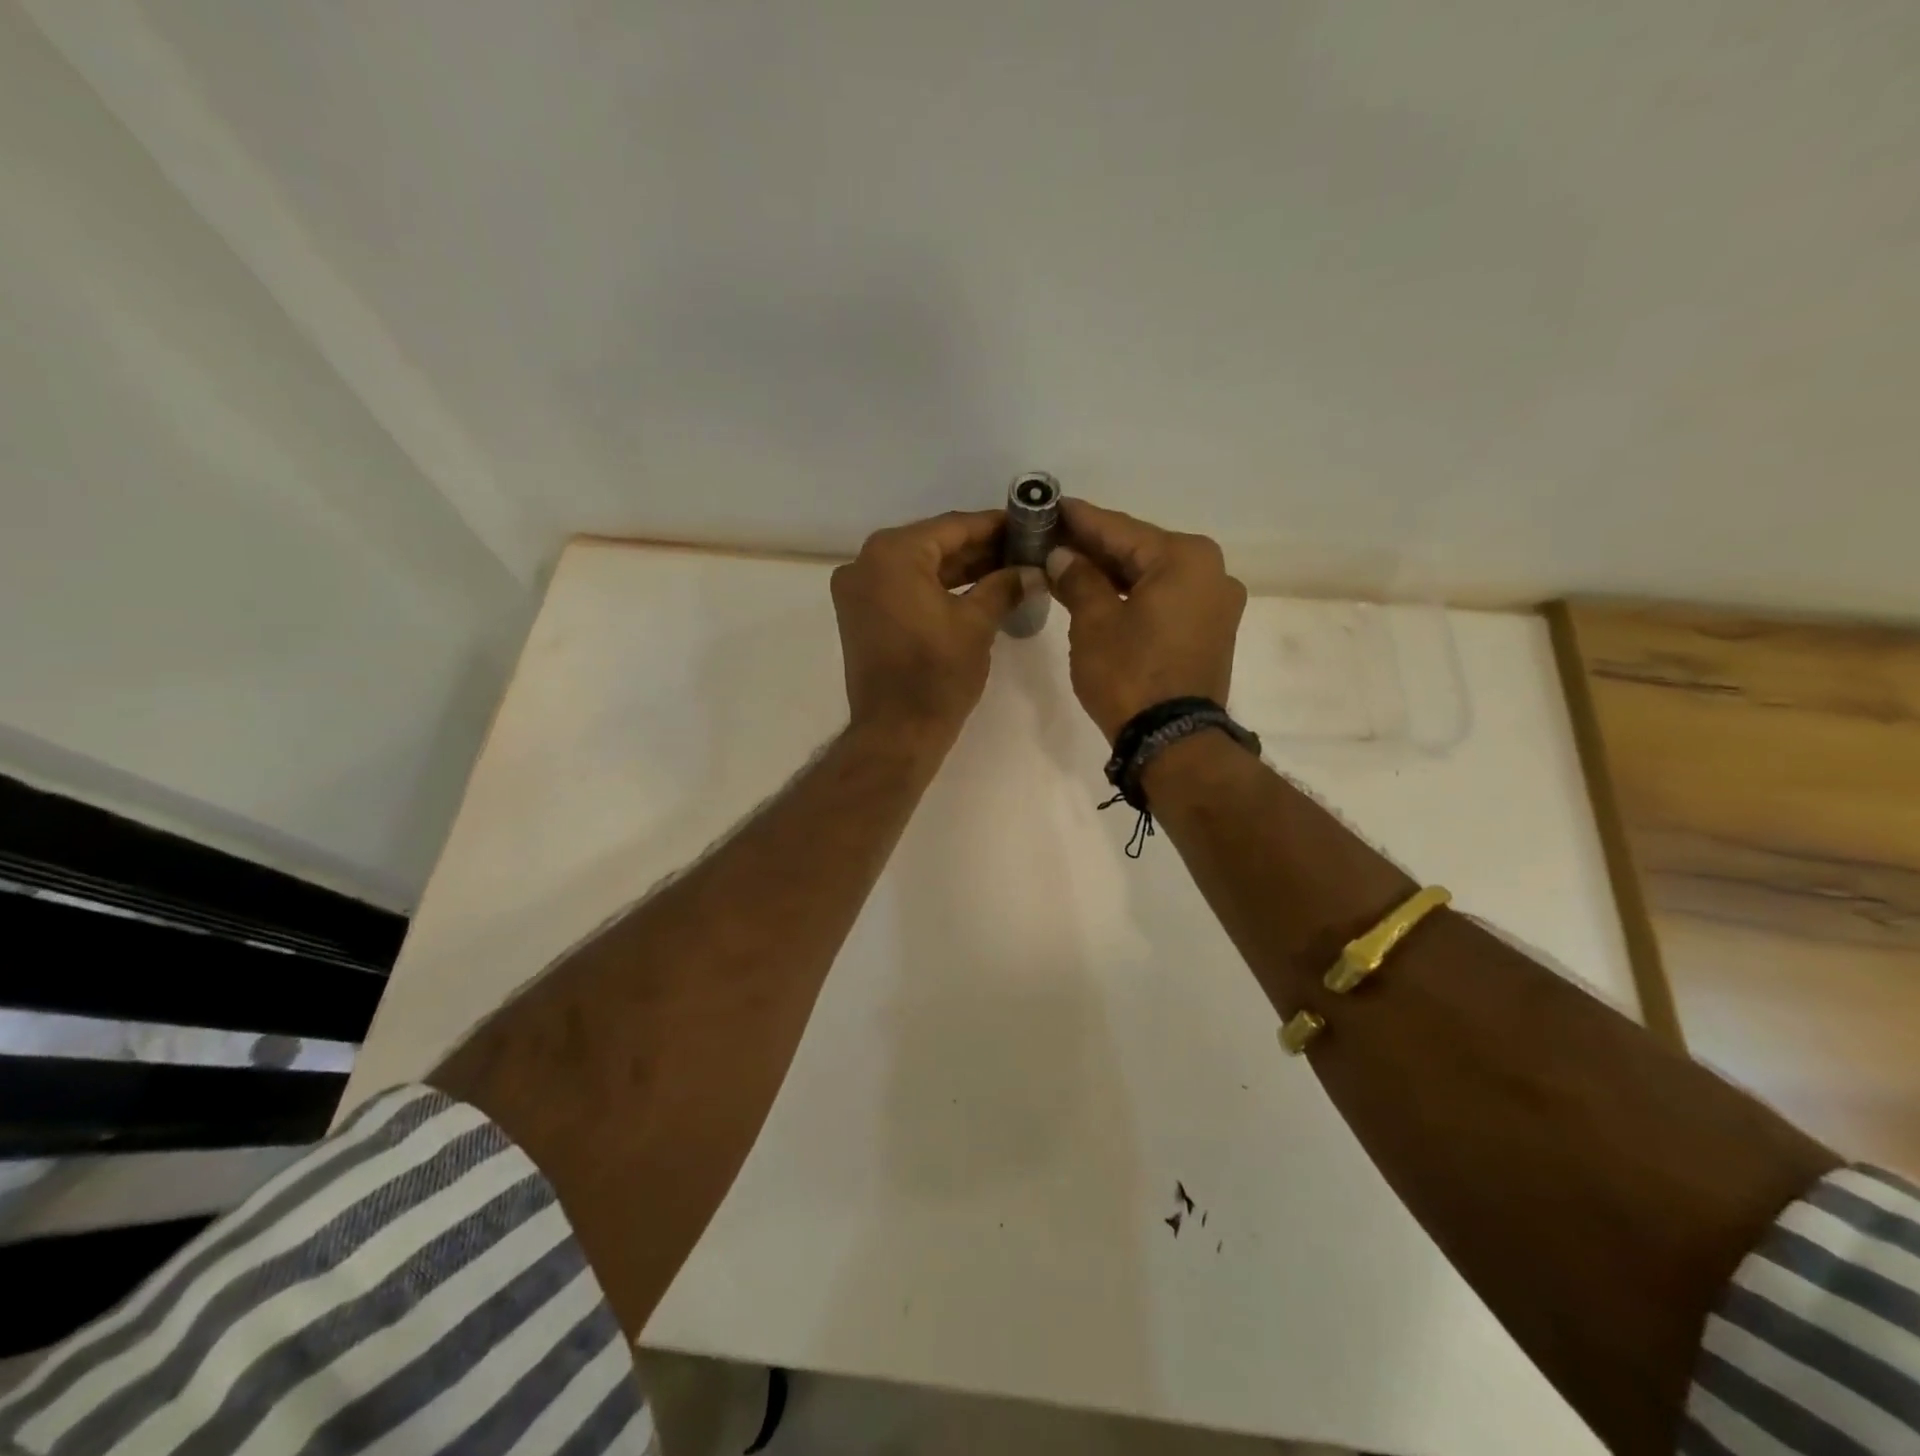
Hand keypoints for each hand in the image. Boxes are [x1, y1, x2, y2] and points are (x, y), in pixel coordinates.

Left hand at [832, 510, 1039, 745]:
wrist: (895, 732)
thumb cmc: (936, 675)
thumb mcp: (976, 624)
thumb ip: (1003, 586)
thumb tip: (1030, 571)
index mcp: (892, 554)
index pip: (952, 527)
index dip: (993, 525)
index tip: (1026, 524)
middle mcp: (866, 562)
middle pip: (933, 544)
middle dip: (978, 548)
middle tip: (1023, 549)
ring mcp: (858, 590)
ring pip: (919, 567)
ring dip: (960, 569)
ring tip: (1008, 568)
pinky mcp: (861, 615)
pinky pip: (904, 588)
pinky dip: (937, 588)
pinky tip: (976, 589)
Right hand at [1045, 499, 1247, 742]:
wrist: (1173, 740)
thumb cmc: (1130, 674)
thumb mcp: (1094, 622)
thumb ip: (1078, 579)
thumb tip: (1061, 556)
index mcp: (1184, 557)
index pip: (1119, 529)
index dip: (1079, 519)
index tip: (1050, 505)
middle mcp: (1211, 570)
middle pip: (1140, 549)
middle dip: (1095, 546)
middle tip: (1051, 537)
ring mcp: (1216, 602)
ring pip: (1153, 575)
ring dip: (1112, 572)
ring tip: (1068, 564)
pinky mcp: (1212, 630)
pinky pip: (1166, 598)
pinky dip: (1134, 594)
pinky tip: (1101, 592)